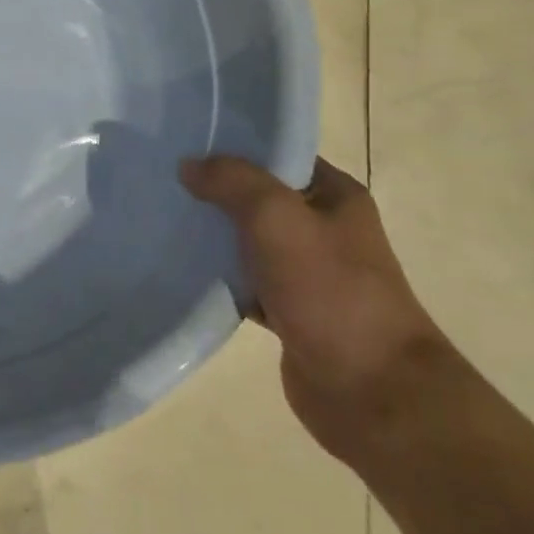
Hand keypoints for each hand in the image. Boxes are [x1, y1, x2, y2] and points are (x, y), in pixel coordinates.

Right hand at [180, 154, 452, 467]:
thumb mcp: (278, 219)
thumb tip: (189, 165)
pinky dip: (218, 278)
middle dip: (214, 191)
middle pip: (258, 198)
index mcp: (335, 197)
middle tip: (162, 181)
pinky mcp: (289, 311)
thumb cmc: (331, 292)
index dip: (235, 147)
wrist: (371, 391)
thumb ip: (233, 182)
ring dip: (212, 236)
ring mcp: (307, 273)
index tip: (185, 143)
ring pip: (247, 241)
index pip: (279, 155)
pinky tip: (181, 272)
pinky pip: (244, 282)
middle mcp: (324, 229)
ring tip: (162, 221)